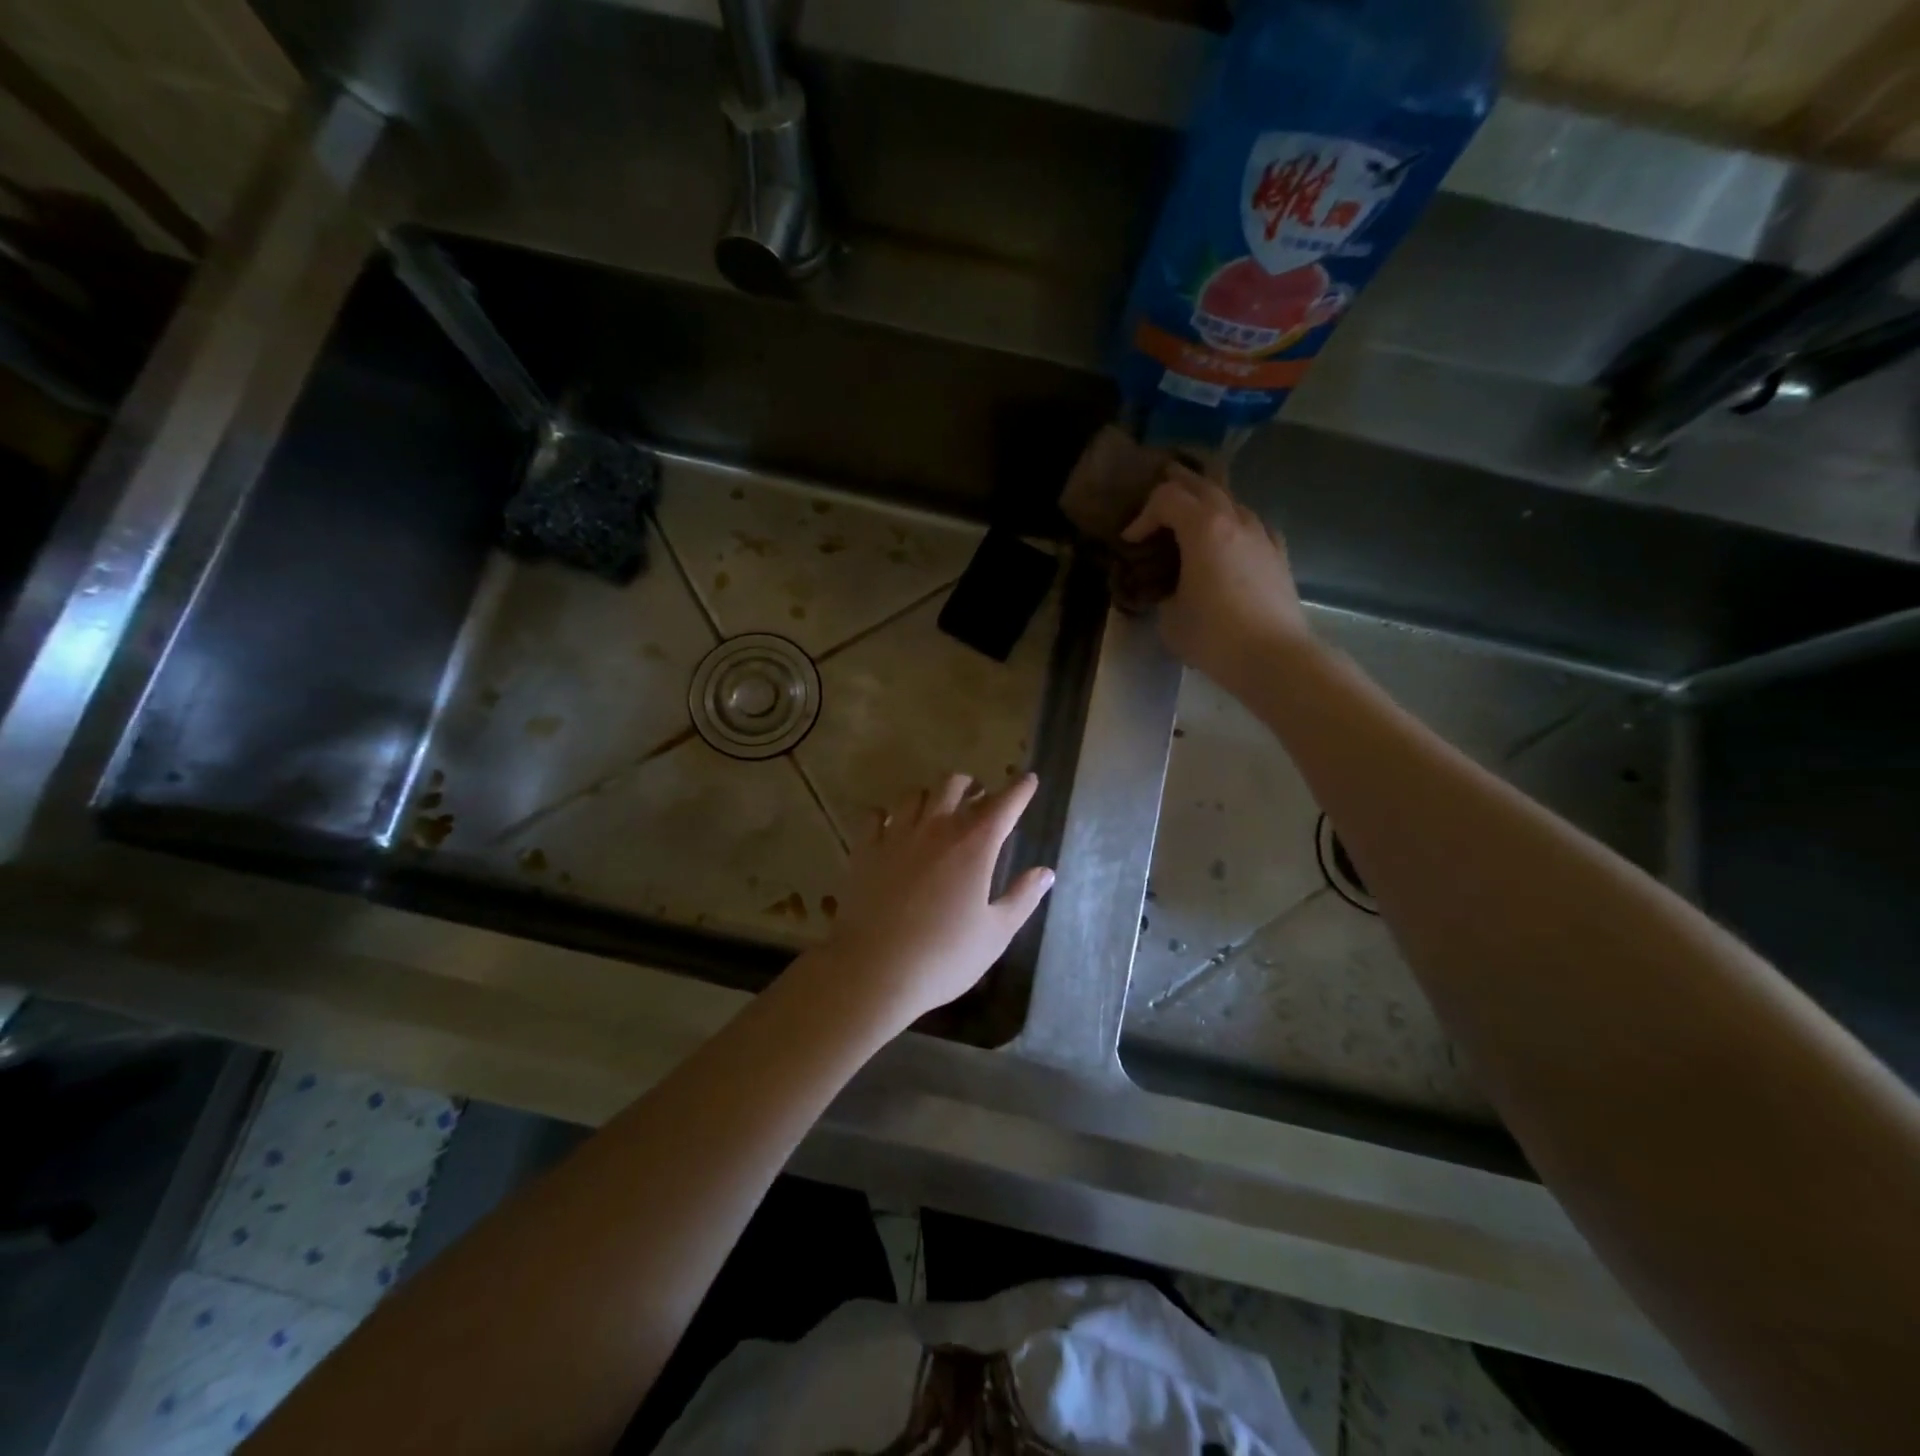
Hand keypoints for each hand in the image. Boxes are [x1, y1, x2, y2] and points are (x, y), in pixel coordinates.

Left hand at [811, 773, 1054, 1033]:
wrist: (875, 971)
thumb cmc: (944, 957)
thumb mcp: (996, 933)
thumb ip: (1022, 898)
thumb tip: (1045, 872)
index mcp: (975, 845)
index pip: (1004, 804)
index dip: (1019, 789)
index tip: (1028, 780)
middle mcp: (936, 829)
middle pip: (954, 785)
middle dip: (971, 786)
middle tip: (979, 799)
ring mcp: (897, 836)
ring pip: (915, 794)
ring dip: (932, 796)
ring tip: (937, 810)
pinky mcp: (865, 850)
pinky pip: (876, 815)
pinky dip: (889, 814)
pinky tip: (892, 826)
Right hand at [1122, 466, 1312, 689]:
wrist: (1273, 658)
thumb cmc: (1213, 636)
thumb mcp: (1169, 617)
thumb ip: (1163, 592)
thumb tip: (1168, 588)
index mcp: (1203, 528)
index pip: (1166, 498)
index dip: (1142, 515)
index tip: (1130, 541)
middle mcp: (1235, 520)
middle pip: (1202, 485)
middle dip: (1176, 486)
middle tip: (1156, 497)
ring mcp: (1261, 535)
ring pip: (1231, 501)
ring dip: (1207, 503)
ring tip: (1191, 517)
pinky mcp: (1278, 555)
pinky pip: (1253, 526)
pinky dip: (1234, 524)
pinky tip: (1231, 539)